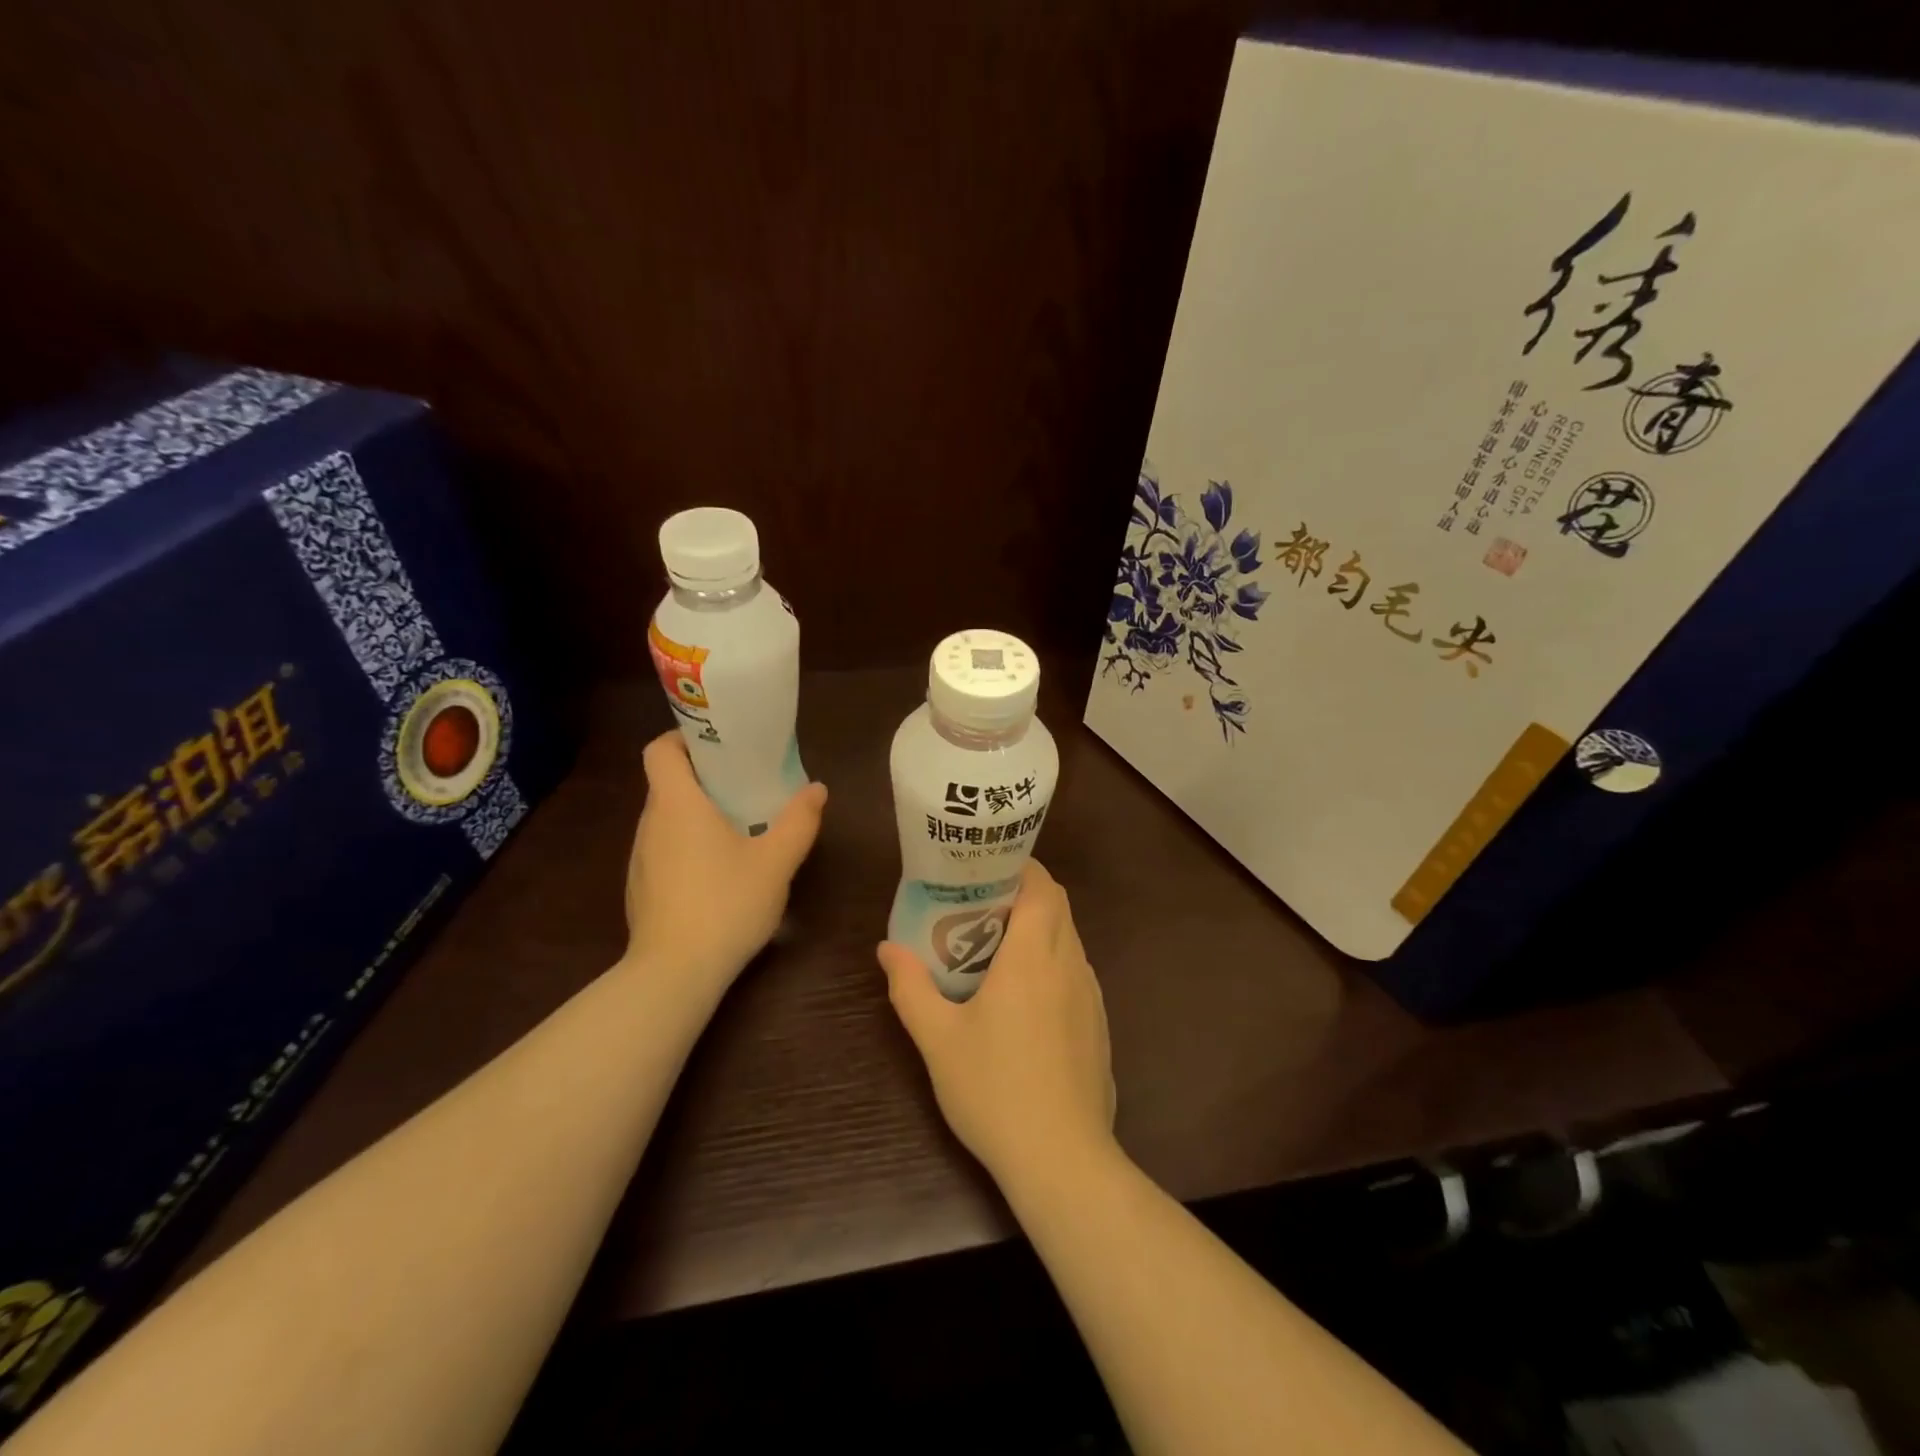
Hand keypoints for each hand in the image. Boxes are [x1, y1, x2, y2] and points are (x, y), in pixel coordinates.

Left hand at [623, 731, 827, 987]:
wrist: (675, 974)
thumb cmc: (726, 904)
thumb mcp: (776, 861)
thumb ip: (799, 821)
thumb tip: (817, 789)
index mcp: (677, 804)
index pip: (660, 750)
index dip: (683, 738)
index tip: (718, 746)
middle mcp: (650, 823)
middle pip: (667, 783)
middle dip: (704, 779)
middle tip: (745, 785)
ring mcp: (640, 859)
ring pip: (666, 819)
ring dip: (696, 815)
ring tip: (737, 828)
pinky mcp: (640, 889)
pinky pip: (663, 850)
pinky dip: (687, 847)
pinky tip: (718, 873)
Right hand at [877, 860, 1115, 1186]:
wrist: (1062, 1159)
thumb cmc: (994, 1089)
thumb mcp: (938, 1039)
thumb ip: (910, 987)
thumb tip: (887, 948)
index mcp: (1034, 956)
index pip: (1043, 887)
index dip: (1022, 868)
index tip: (989, 869)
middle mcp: (1070, 964)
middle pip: (1058, 907)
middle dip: (1026, 894)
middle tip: (982, 905)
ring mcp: (1092, 996)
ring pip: (1070, 939)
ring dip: (1041, 929)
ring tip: (999, 946)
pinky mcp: (1099, 1024)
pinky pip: (1077, 973)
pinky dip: (1054, 962)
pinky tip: (1025, 998)